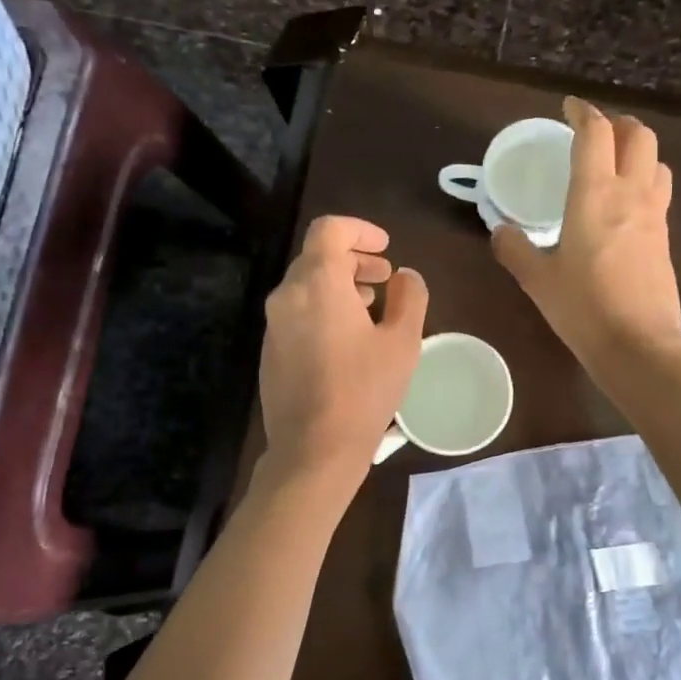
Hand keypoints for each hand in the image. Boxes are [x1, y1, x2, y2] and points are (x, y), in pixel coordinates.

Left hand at [259, 216, 427, 484]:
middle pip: (316, 257)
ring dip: (338, 284)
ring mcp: (274, 325)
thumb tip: (405, 276)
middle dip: (353, 259)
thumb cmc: (364, 391)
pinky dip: (322, 308)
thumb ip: (409, 297)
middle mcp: (287, 295)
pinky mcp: (270, 351)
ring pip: (305, 285)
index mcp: (318, 284)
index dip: (360, 229)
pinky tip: (347, 338)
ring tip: (370, 306)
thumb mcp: (402, 342)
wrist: (313, 449)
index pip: (329, 229)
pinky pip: (297, 312)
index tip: (385, 247)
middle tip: (384, 277)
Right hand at [494, 96, 680, 367]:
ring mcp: (654, 216)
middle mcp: (630, 194)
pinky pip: (659, 193)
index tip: (569, 108)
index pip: (595, 134)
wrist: (638, 345)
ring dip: (638, 151)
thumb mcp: (538, 280)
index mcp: (594, 194)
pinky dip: (644, 182)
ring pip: (657, 161)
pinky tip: (625, 206)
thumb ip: (516, 250)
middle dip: (618, 124)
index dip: (583, 112)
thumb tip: (499, 231)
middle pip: (639, 136)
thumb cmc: (583, 308)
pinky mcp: (665, 239)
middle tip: (595, 133)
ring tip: (615, 164)